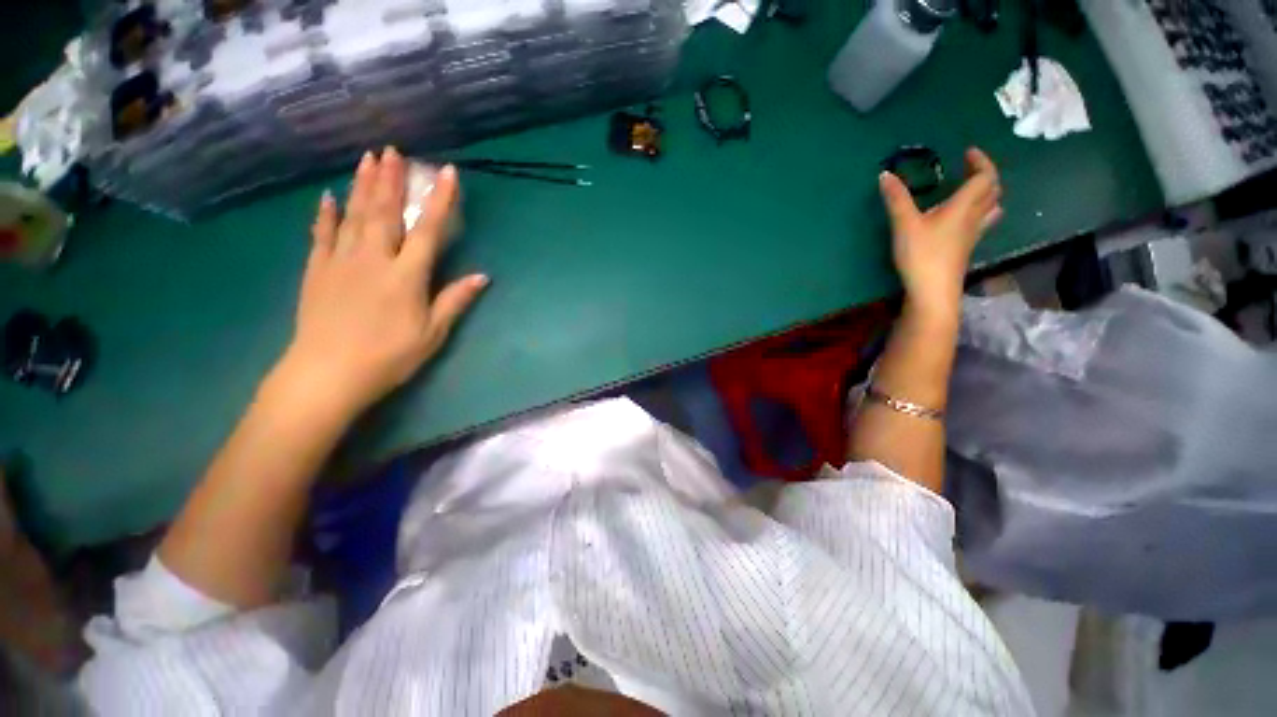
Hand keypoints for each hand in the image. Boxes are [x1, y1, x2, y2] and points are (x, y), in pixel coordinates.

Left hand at [273, 148, 487, 416]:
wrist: (328, 374)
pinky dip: (326, 214)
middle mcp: (374, 259)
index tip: (447, 173)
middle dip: (392, 180)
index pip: (428, 230)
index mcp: (406, 275)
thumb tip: (482, 277)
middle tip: (394, 150)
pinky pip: (322, 235)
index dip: (440, 201)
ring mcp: (341, 261)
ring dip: (363, 186)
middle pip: (385, 212)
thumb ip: (455, 300)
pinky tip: (328, 197)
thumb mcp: (432, 333)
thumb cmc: (389, 356)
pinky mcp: (318, 270)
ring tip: (368, 159)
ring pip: (354, 215)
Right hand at [880, 147, 1002, 312]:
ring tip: (971, 192)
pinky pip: (980, 224)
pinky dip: (977, 214)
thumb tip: (885, 174)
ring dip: (987, 195)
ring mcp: (972, 236)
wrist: (932, 291)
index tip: (967, 152)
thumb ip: (896, 199)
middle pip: (993, 191)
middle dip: (985, 176)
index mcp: (964, 206)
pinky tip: (960, 220)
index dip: (981, 161)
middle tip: (968, 170)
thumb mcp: (904, 224)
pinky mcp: (965, 250)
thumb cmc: (921, 255)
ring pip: (991, 209)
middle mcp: (974, 218)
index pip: (985, 177)